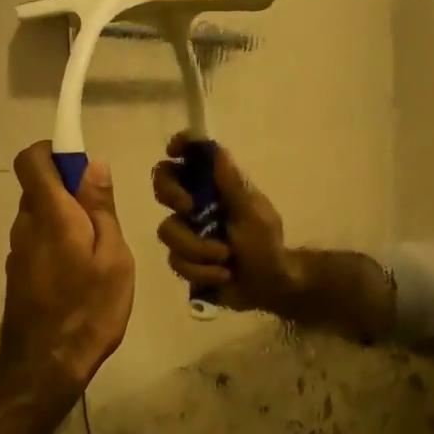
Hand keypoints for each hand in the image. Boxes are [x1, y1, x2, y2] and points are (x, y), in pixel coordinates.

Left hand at [0, 142, 134, 392]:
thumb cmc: (90, 307)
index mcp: (50, 213)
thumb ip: (100, 207)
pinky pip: (38, 240)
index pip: (31, 159)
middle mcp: (25, 225)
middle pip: (39, 187)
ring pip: (40, 216)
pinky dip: (58, 242)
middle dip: (69, 190)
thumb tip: (93, 164)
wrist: (47, 364)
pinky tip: (80, 274)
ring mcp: (18, 250)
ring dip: (65, 220)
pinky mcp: (18, 272)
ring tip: (97, 253)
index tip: (82, 166)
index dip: (53, 150)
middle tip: (104, 219)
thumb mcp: (113, 255)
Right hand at [151, 133, 303, 313]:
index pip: (191, 157)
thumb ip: (233, 185)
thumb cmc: (267, 244)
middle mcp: (196, 205)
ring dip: (198, 248)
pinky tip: (222, 275)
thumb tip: (217, 151)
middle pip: (162, 185)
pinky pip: (177, 261)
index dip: (180, 146)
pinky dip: (202, 271)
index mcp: (215, 187)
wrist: (270, 286)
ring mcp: (187, 233)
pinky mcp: (184, 260)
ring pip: (168, 231)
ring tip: (225, 258)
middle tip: (188, 207)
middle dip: (170, 193)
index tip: (174, 150)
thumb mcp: (254, 213)